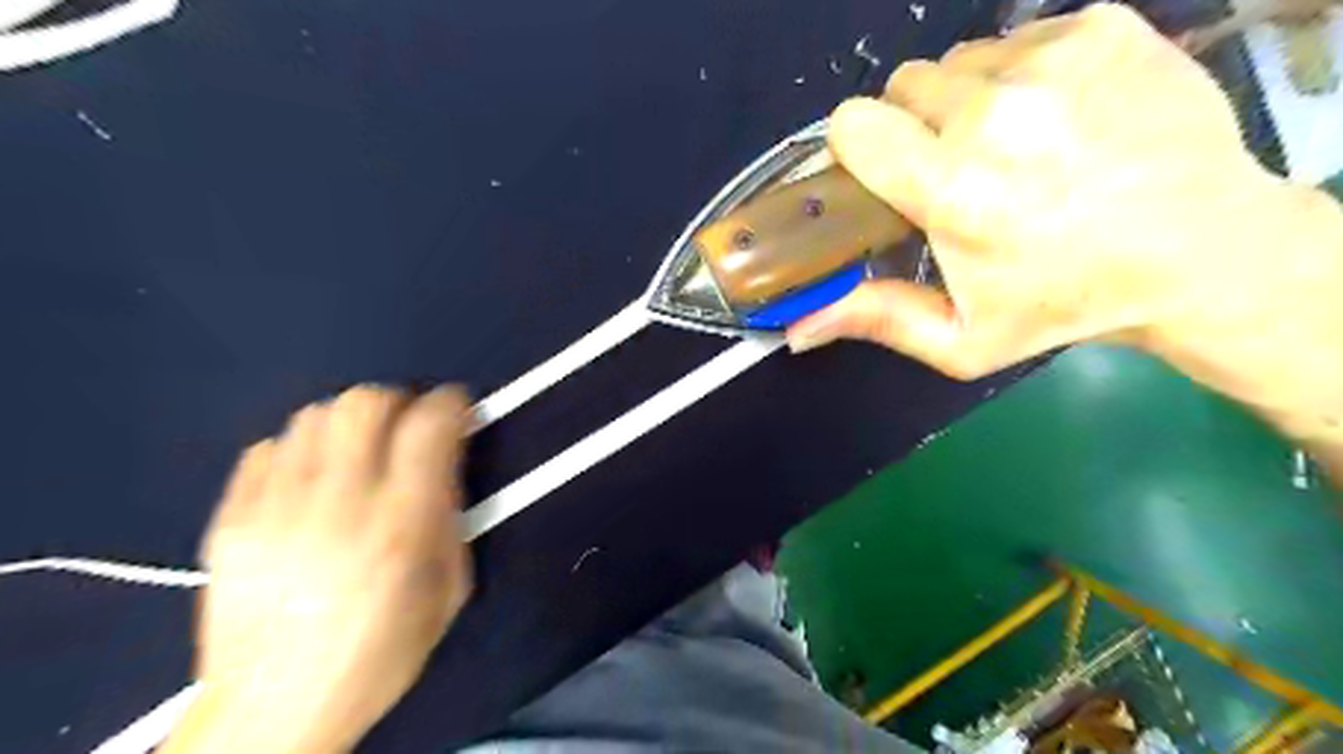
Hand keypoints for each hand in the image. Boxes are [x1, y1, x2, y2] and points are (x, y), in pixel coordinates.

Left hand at [163, 386, 470, 751]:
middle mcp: (339, 505)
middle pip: (364, 403)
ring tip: (358, 452)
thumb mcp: (448, 590)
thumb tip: (447, 461)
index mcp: (401, 527)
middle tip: (406, 424)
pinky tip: (310, 479)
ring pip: (315, 415)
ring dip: (349, 422)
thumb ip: (452, 516)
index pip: (429, 426)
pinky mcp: (230, 520)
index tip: (457, 407)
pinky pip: (268, 448)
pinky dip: (300, 450)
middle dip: (397, 401)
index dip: (451, 402)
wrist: (273, 711)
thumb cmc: (380, 654)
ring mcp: (276, 509)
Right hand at [783, 6, 1296, 377]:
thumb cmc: (1065, 305)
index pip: (853, 124)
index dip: (858, 146)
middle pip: (903, 86)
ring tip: (1010, 146)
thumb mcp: (963, 340)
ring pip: (960, 61)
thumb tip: (795, 332)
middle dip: (913, 126)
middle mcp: (994, 114)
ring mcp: (1053, 62)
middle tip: (953, 169)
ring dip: (966, 100)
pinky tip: (1058, 118)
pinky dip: (1022, 75)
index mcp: (952, 188)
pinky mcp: (1102, 28)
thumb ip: (876, 322)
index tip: (884, 173)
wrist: (1200, 253)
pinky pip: (1021, 39)